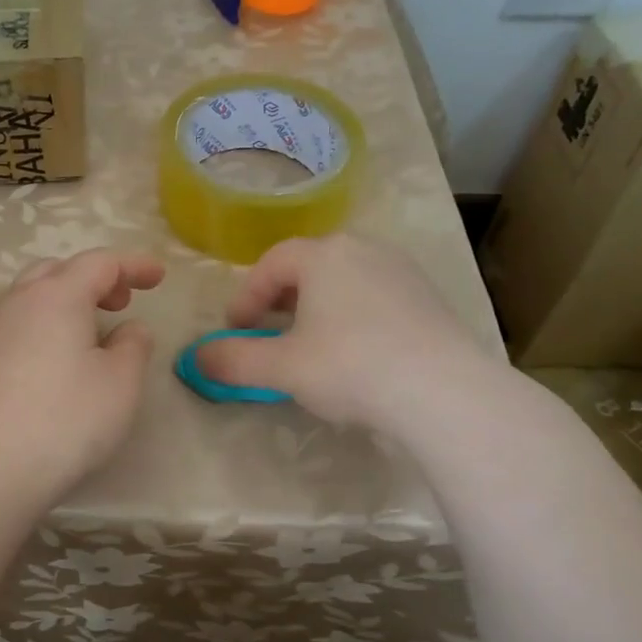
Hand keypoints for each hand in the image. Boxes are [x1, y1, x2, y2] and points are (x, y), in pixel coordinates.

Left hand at [0, 249, 164, 511]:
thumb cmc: (67, 419)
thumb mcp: (121, 382)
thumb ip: (134, 345)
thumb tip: (127, 329)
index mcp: (58, 295)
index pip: (100, 262)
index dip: (133, 265)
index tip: (159, 277)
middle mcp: (20, 302)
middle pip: (58, 270)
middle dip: (94, 278)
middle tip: (121, 302)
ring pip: (33, 295)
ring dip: (67, 300)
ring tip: (92, 331)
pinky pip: (19, 323)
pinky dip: (46, 323)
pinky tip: (59, 358)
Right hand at [194, 234, 490, 434]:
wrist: (444, 392)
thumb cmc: (351, 366)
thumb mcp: (281, 367)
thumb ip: (233, 359)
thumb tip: (197, 358)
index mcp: (324, 255)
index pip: (271, 264)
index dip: (246, 297)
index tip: (237, 331)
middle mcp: (363, 250)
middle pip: (308, 268)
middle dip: (281, 301)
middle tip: (269, 335)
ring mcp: (402, 271)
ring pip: (344, 282)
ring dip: (318, 309)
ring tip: (311, 346)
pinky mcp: (428, 298)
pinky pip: (375, 298)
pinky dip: (353, 318)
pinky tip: (357, 355)